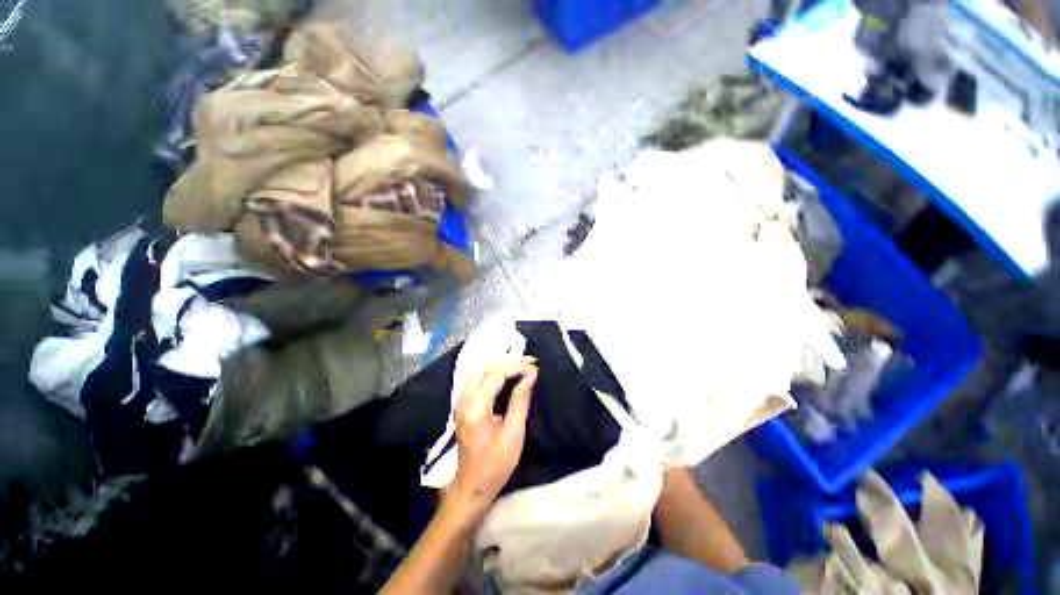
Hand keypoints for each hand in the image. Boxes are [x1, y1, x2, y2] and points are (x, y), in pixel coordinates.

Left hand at [447, 357, 537, 513]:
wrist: (472, 486)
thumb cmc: (496, 464)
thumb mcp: (514, 433)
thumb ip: (520, 401)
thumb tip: (531, 376)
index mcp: (476, 408)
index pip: (496, 374)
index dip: (517, 366)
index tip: (535, 368)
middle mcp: (464, 400)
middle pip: (484, 367)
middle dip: (508, 361)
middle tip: (530, 363)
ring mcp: (460, 402)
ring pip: (478, 370)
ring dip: (499, 365)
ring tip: (521, 366)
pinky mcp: (462, 406)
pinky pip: (476, 379)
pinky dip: (492, 372)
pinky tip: (506, 376)